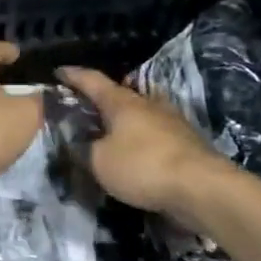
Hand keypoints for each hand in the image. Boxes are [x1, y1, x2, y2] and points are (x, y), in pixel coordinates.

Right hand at [57, 66, 225, 216]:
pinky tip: (134, 153)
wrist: (202, 188)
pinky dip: (140, 139)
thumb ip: (83, 150)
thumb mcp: (99, 162)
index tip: (58, 72)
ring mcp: (171, 122)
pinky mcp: (186, 143)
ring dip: (123, 120)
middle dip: (100, 99)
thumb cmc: (142, 166)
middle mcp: (147, 104)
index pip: (92, 80)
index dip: (73, 76)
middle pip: (119, 95)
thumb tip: (76, 144)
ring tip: (107, 131)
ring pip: (140, 114)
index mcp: (122, 102)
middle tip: (82, 107)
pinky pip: (154, 134)